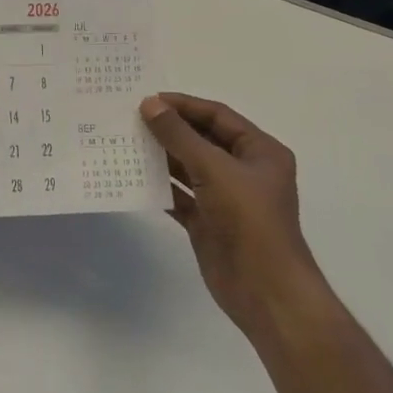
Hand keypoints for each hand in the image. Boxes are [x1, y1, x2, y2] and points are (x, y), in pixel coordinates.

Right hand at [139, 93, 321, 336]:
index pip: (218, 116)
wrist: (265, 291)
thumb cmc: (249, 220)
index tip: (148, 100)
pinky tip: (133, 178)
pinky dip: (160, 186)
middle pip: (202, 140)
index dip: (184, 105)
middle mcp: (244, 171)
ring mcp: (226, 198)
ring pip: (189, 167)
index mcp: (260, 151)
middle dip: (169, 130)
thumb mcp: (214, 169)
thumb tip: (149, 104)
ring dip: (161, 157)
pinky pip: (181, 195)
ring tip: (126, 144)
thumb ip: (179, 136)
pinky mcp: (209, 222)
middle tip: (131, 119)